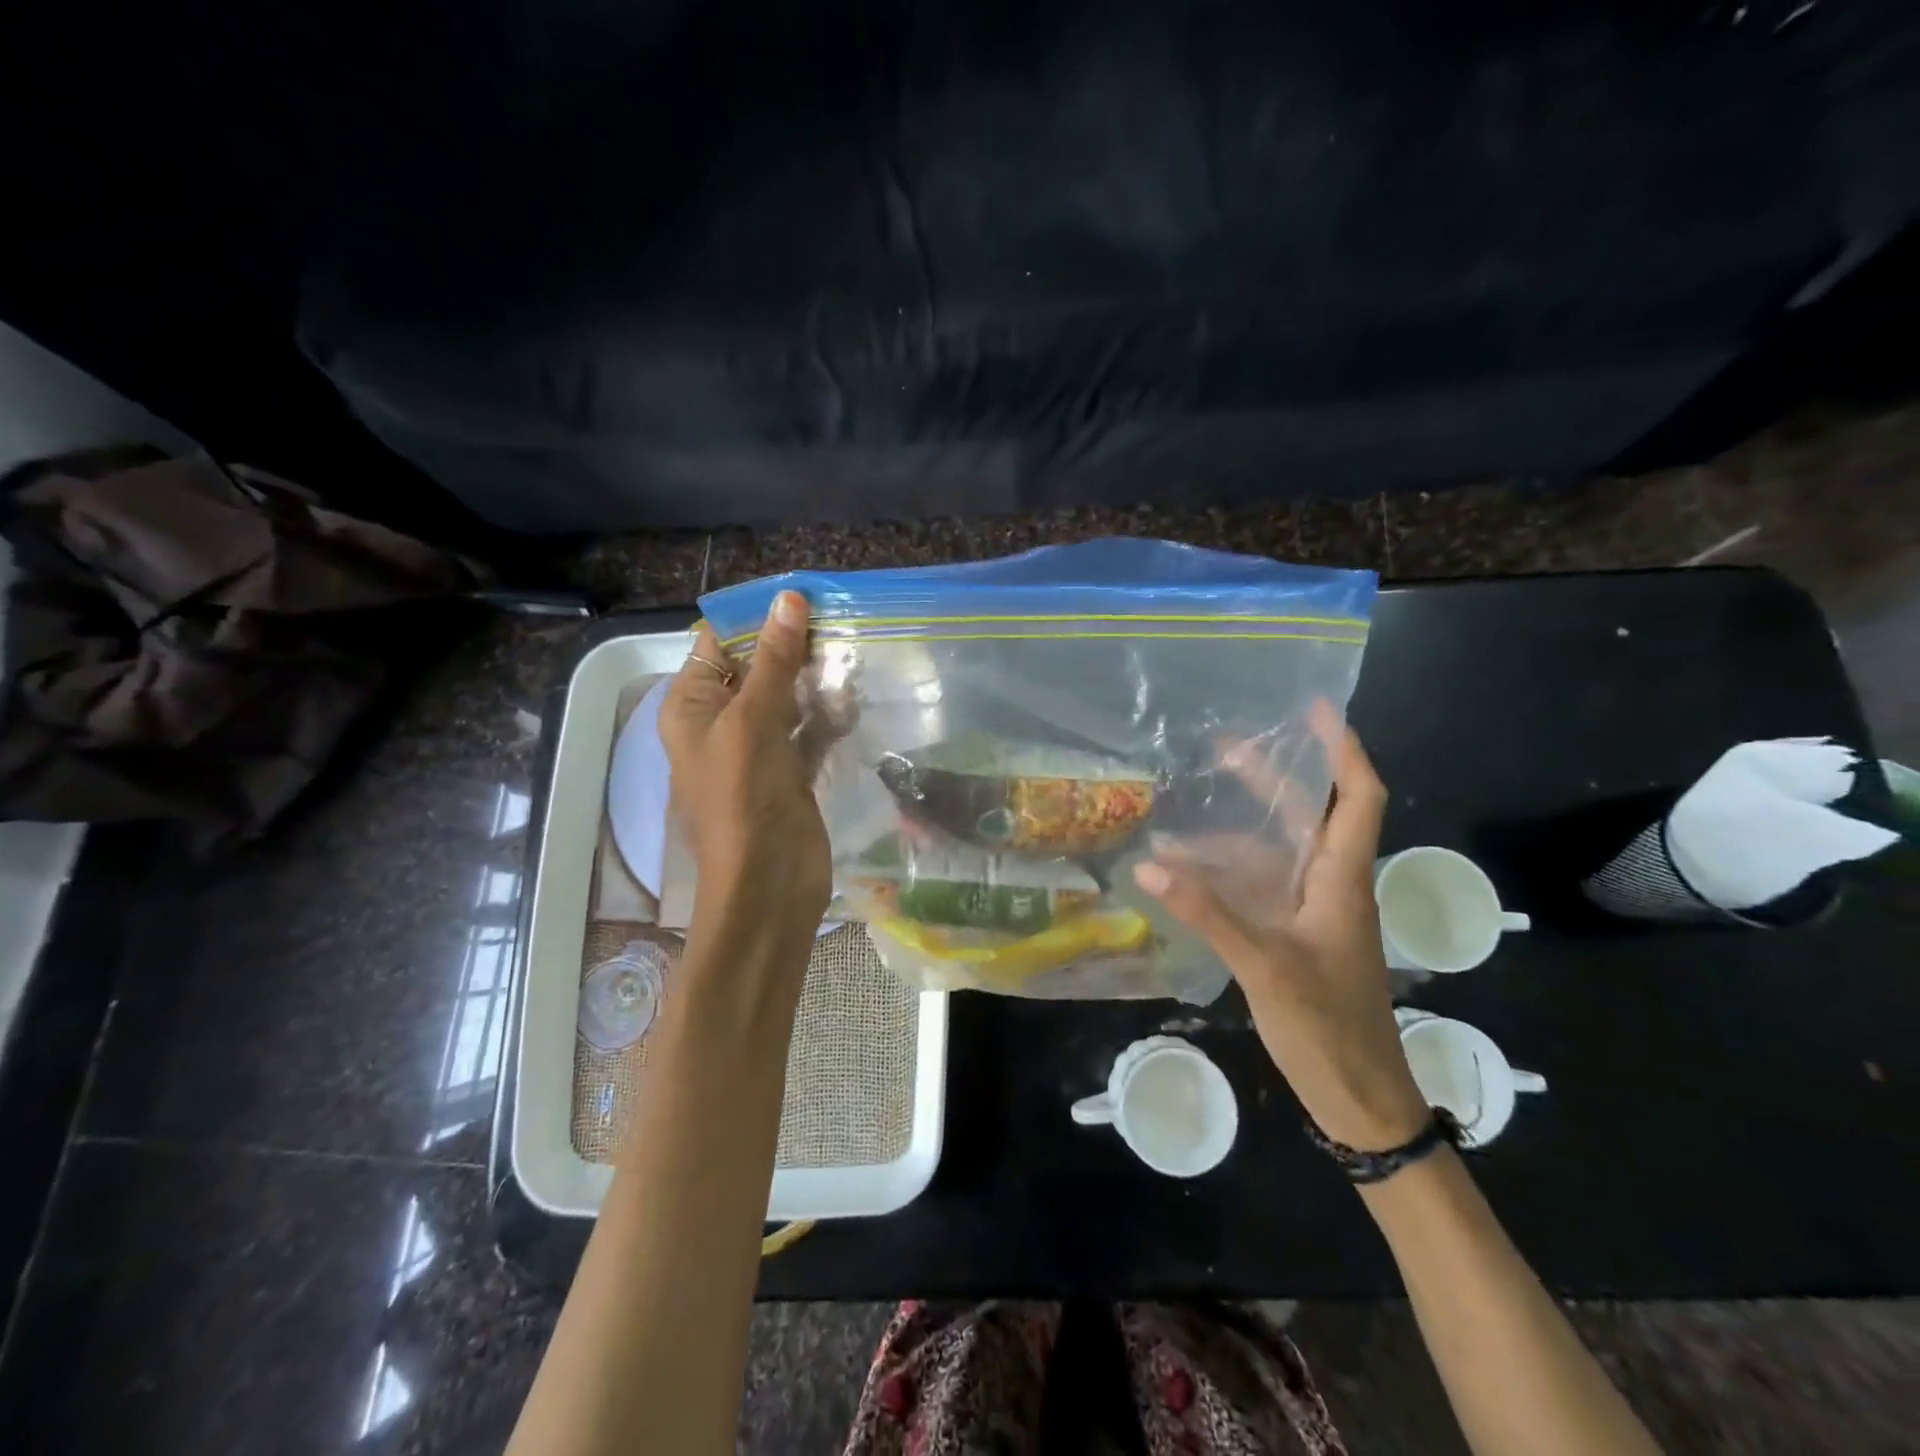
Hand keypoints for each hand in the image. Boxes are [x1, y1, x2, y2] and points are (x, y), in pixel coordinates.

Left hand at [658, 592, 831, 952]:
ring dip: (816, 680)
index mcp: (691, 706)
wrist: (768, 884)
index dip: (755, 618)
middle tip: (838, 620)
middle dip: (793, 647)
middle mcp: (720, 722)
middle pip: (757, 668)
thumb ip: (773, 661)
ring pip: (788, 698)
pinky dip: (829, 716)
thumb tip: (789, 598)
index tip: (802, 596)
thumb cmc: (744, 798)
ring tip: (852, 654)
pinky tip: (855, 701)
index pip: (717, 644)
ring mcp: (758, 749)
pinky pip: (809, 730)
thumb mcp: (753, 720)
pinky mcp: (791, 771)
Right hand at [1133, 702, 1428, 1150]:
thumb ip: (1207, 912)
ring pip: (1275, 855)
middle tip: (1223, 748)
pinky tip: (1186, 878)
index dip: (1342, 750)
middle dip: (1272, 777)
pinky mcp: (1296, 937)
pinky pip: (1260, 889)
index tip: (1315, 709)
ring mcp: (1314, 913)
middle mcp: (1332, 885)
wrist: (1361, 1099)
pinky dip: (1225, 877)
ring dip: (1233, 835)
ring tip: (1179, 824)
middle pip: (1307, 815)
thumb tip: (1149, 863)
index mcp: (1342, 879)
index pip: (1358, 797)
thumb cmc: (1328, 1028)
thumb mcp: (1265, 965)